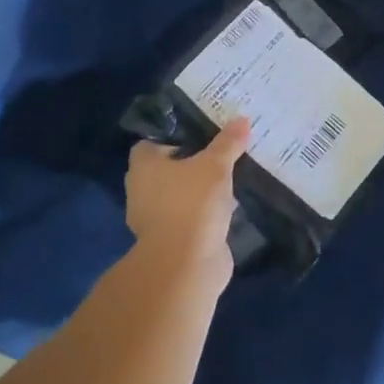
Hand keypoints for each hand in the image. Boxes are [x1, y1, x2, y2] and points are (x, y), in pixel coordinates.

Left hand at [125, 118, 250, 286]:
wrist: (186, 264)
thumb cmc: (192, 203)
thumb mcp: (215, 165)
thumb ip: (228, 143)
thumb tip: (242, 119)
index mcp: (143, 167)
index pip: (152, 143)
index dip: (174, 137)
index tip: (201, 134)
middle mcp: (142, 191)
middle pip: (167, 169)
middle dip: (192, 163)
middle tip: (220, 153)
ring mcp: (155, 219)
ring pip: (180, 195)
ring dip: (199, 190)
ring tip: (229, 178)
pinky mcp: (172, 241)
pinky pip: (190, 217)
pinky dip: (205, 213)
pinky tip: (228, 207)